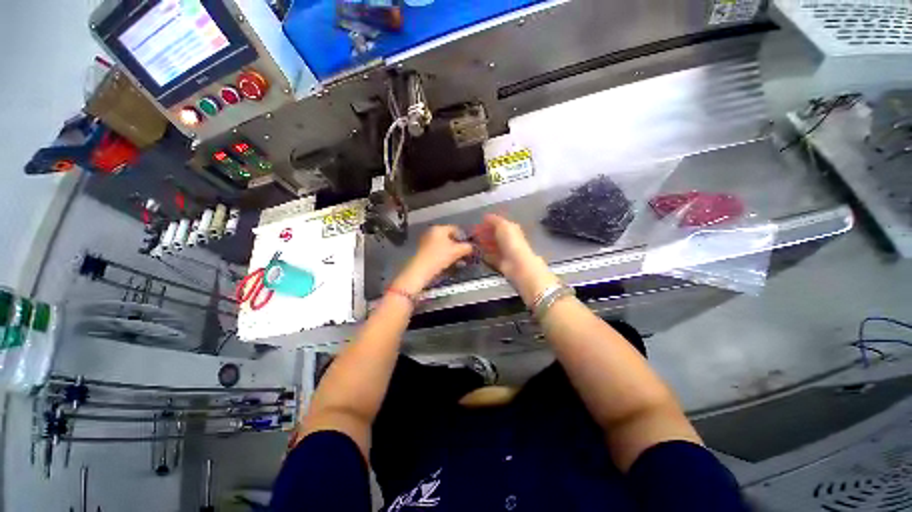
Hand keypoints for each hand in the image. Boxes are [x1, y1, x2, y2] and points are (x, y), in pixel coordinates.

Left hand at [391, 225, 473, 294]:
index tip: (469, 245)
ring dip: (452, 251)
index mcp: (439, 228)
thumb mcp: (456, 251)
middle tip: (464, 253)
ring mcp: (426, 241)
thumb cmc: (439, 257)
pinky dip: (444, 254)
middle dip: (458, 245)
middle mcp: (431, 232)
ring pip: (443, 244)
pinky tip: (448, 262)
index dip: (464, 236)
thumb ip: (466, 247)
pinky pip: (437, 249)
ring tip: (458, 259)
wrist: (421, 270)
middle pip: (449, 236)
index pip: (455, 228)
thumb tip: (472, 246)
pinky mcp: (423, 250)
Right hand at [473, 214, 559, 305]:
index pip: (497, 223)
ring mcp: (504, 251)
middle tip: (472, 234)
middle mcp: (508, 239)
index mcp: (510, 228)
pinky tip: (477, 252)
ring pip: (491, 245)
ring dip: (483, 243)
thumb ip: (494, 220)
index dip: (487, 223)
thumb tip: (486, 216)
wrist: (516, 263)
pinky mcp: (500, 261)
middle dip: (483, 233)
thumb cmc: (511, 242)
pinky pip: (490, 256)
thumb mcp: (503, 225)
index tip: (476, 224)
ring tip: (472, 242)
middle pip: (494, 234)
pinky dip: (483, 254)